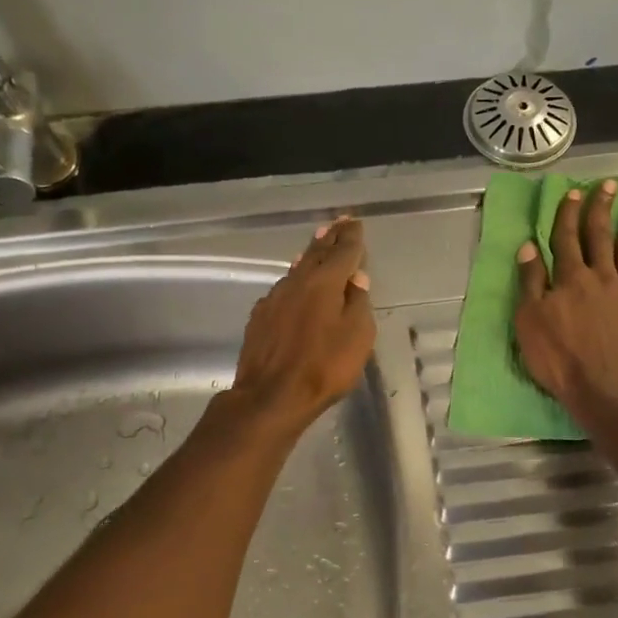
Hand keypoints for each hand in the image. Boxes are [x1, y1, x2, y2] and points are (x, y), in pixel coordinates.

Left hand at [229, 217, 375, 431]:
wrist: (271, 395)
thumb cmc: (324, 367)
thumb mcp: (357, 337)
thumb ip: (358, 304)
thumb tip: (356, 279)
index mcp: (325, 283)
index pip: (343, 251)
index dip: (351, 236)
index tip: (355, 222)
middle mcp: (297, 282)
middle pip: (316, 253)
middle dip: (329, 237)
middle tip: (338, 223)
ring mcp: (274, 298)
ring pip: (296, 269)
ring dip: (310, 255)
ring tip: (318, 244)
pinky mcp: (260, 317)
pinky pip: (282, 288)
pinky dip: (294, 279)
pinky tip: (295, 283)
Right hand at [515, 180, 617, 416]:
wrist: (610, 390)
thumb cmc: (562, 361)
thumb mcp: (530, 324)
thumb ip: (531, 284)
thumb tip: (528, 248)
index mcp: (569, 279)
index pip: (566, 238)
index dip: (568, 214)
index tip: (573, 193)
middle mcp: (601, 276)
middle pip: (600, 235)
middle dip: (602, 207)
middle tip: (609, 184)